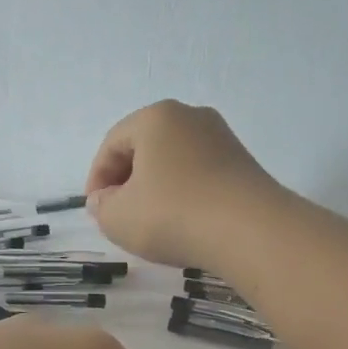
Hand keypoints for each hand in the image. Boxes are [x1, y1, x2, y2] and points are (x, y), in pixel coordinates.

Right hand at [84, 100, 283, 271]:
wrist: (251, 231)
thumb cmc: (173, 214)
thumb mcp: (118, 217)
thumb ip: (101, 206)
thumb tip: (106, 199)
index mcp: (155, 117)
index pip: (112, 144)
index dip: (97, 179)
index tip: (96, 211)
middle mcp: (191, 116)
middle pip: (145, 148)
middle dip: (127, 181)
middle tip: (120, 215)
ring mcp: (222, 138)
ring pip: (174, 162)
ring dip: (157, 189)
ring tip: (152, 223)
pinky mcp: (244, 164)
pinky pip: (201, 175)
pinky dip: (185, 195)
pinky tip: (184, 223)